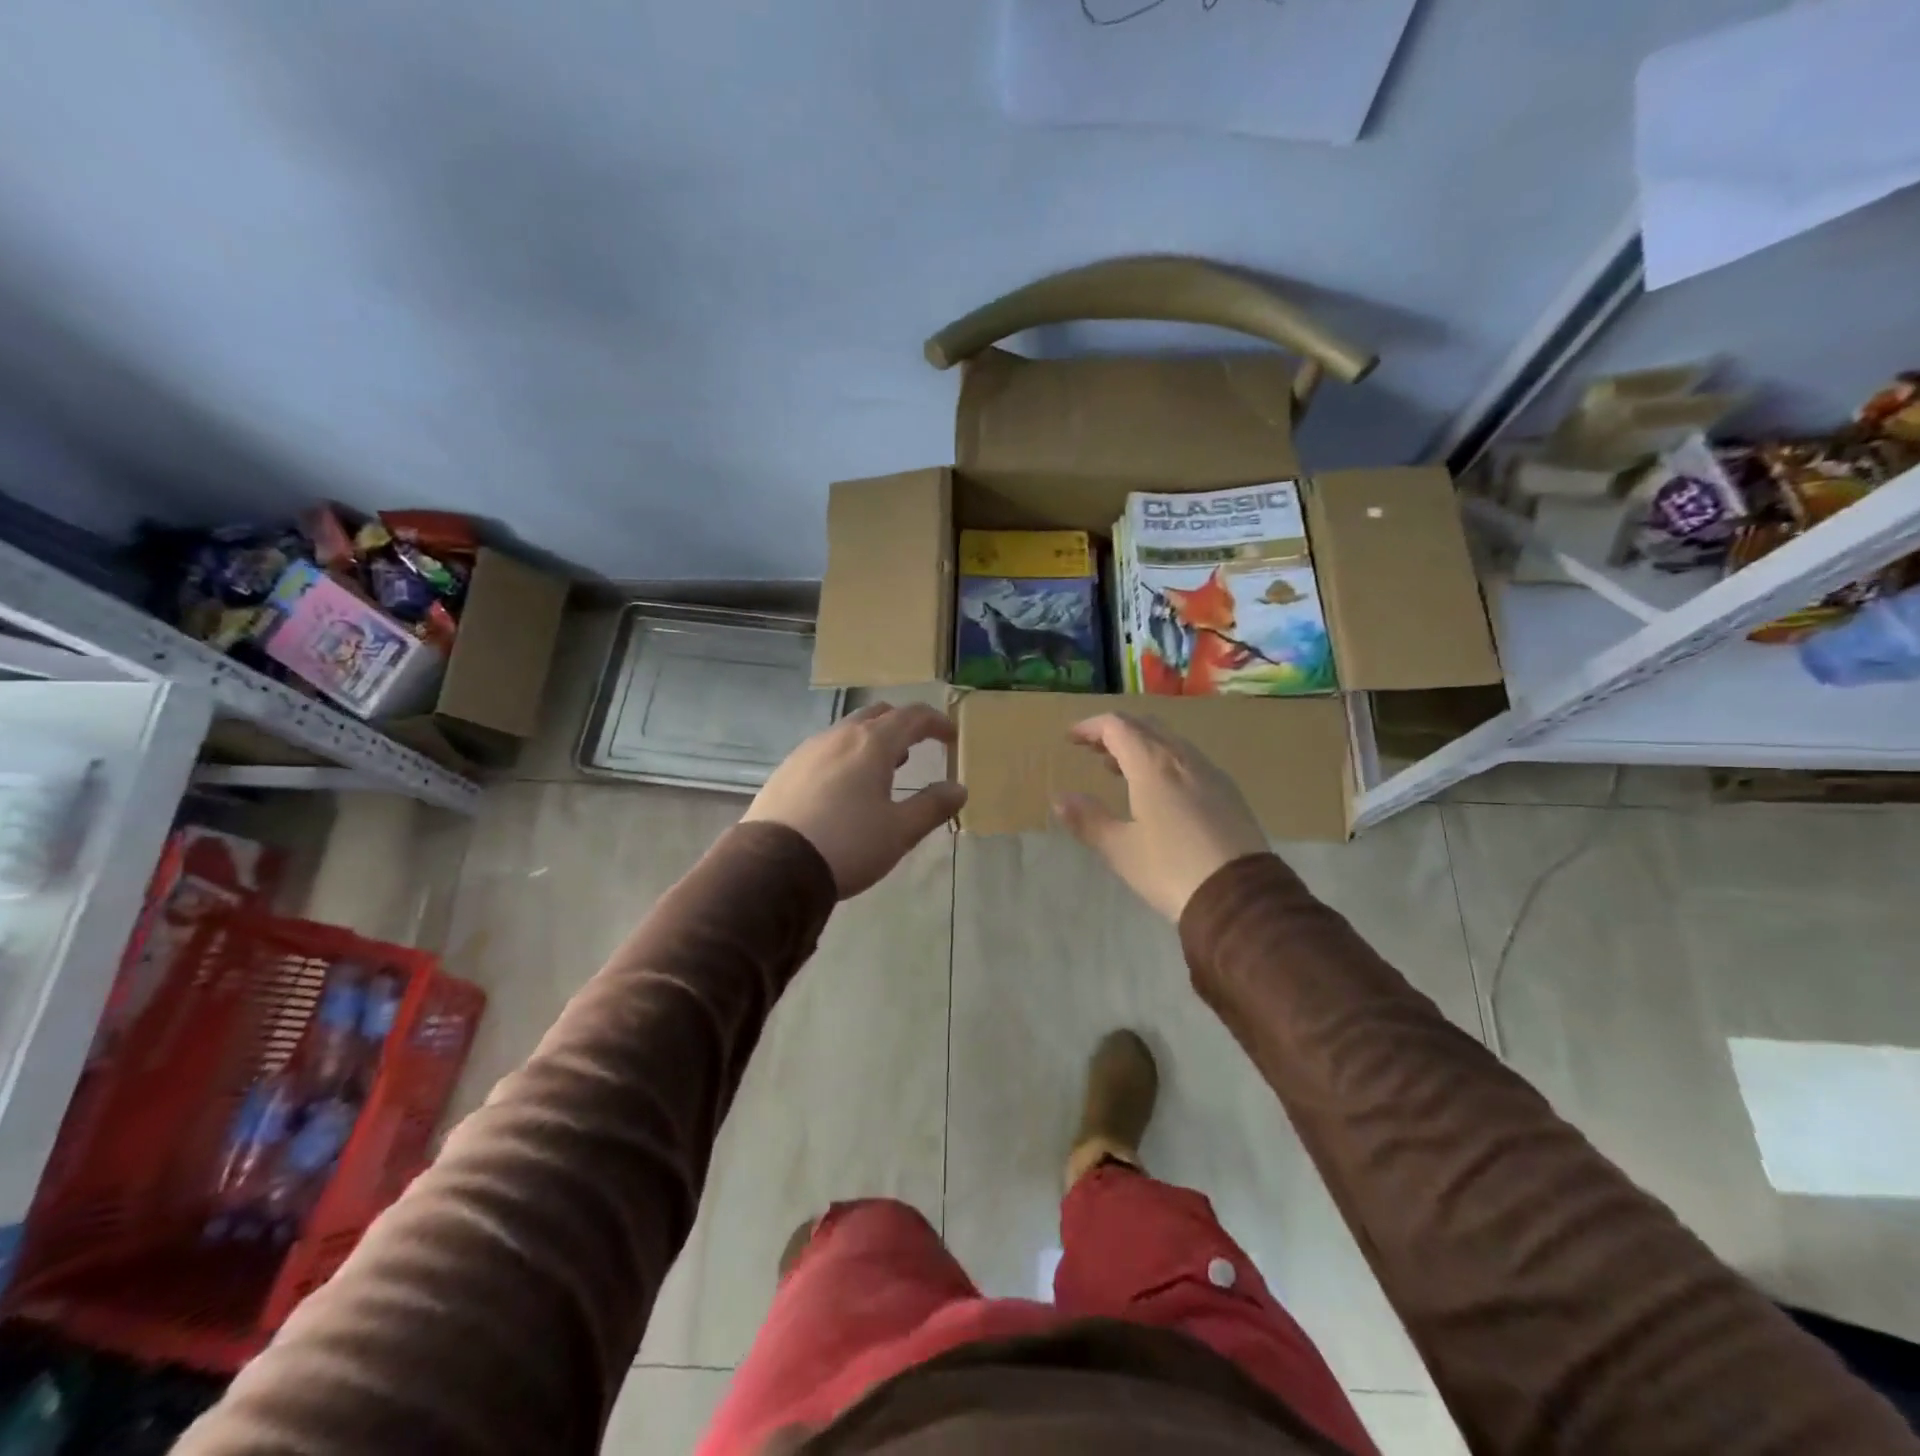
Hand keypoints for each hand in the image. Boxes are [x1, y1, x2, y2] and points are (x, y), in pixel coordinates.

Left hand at [744, 703, 966, 897]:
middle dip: (903, 725)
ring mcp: (808, 750)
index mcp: (872, 743)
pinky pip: (826, 749)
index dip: (937, 722)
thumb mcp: (899, 831)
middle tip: (918, 746)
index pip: (913, 716)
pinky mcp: (786, 769)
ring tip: (884, 768)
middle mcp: (839, 736)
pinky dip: (846, 755)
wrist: (773, 867)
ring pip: (848, 730)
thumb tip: (958, 788)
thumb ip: (932, 806)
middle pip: (878, 714)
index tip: (951, 737)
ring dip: (872, 740)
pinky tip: (845, 786)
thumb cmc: (847, 844)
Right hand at [1053, 713, 1266, 920]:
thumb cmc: (1171, 869)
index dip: (1091, 727)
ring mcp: (1210, 773)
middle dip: (1115, 731)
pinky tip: (1158, 790)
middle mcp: (1183, 758)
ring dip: (1141, 745)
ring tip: (1118, 768)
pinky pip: (1188, 759)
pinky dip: (1164, 760)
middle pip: (1145, 726)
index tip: (1071, 738)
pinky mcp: (1228, 792)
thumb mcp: (1120, 849)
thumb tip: (1061, 799)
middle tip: (1092, 749)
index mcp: (1153, 765)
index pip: (1117, 726)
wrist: (1241, 897)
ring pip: (1170, 741)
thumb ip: (1088, 820)